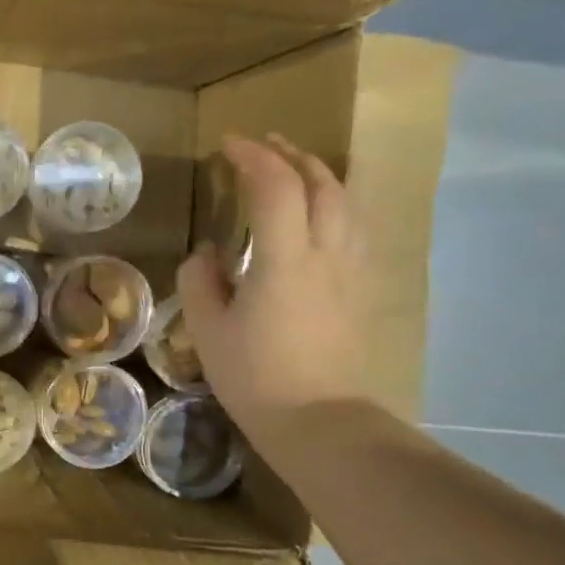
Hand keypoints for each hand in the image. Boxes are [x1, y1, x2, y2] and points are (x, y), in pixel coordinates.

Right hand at [176, 133, 367, 437]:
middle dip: (290, 154)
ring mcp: (351, 270)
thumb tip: (208, 253)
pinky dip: (337, 202)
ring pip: (347, 201)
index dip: (251, 157)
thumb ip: (202, 281)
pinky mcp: (362, 288)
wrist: (318, 419)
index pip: (274, 186)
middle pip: (320, 183)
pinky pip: (355, 227)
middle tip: (262, 144)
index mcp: (284, 260)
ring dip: (319, 173)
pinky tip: (323, 211)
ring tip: (295, 165)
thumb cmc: (254, 376)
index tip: (226, 145)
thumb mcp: (208, 330)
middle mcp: (326, 253)